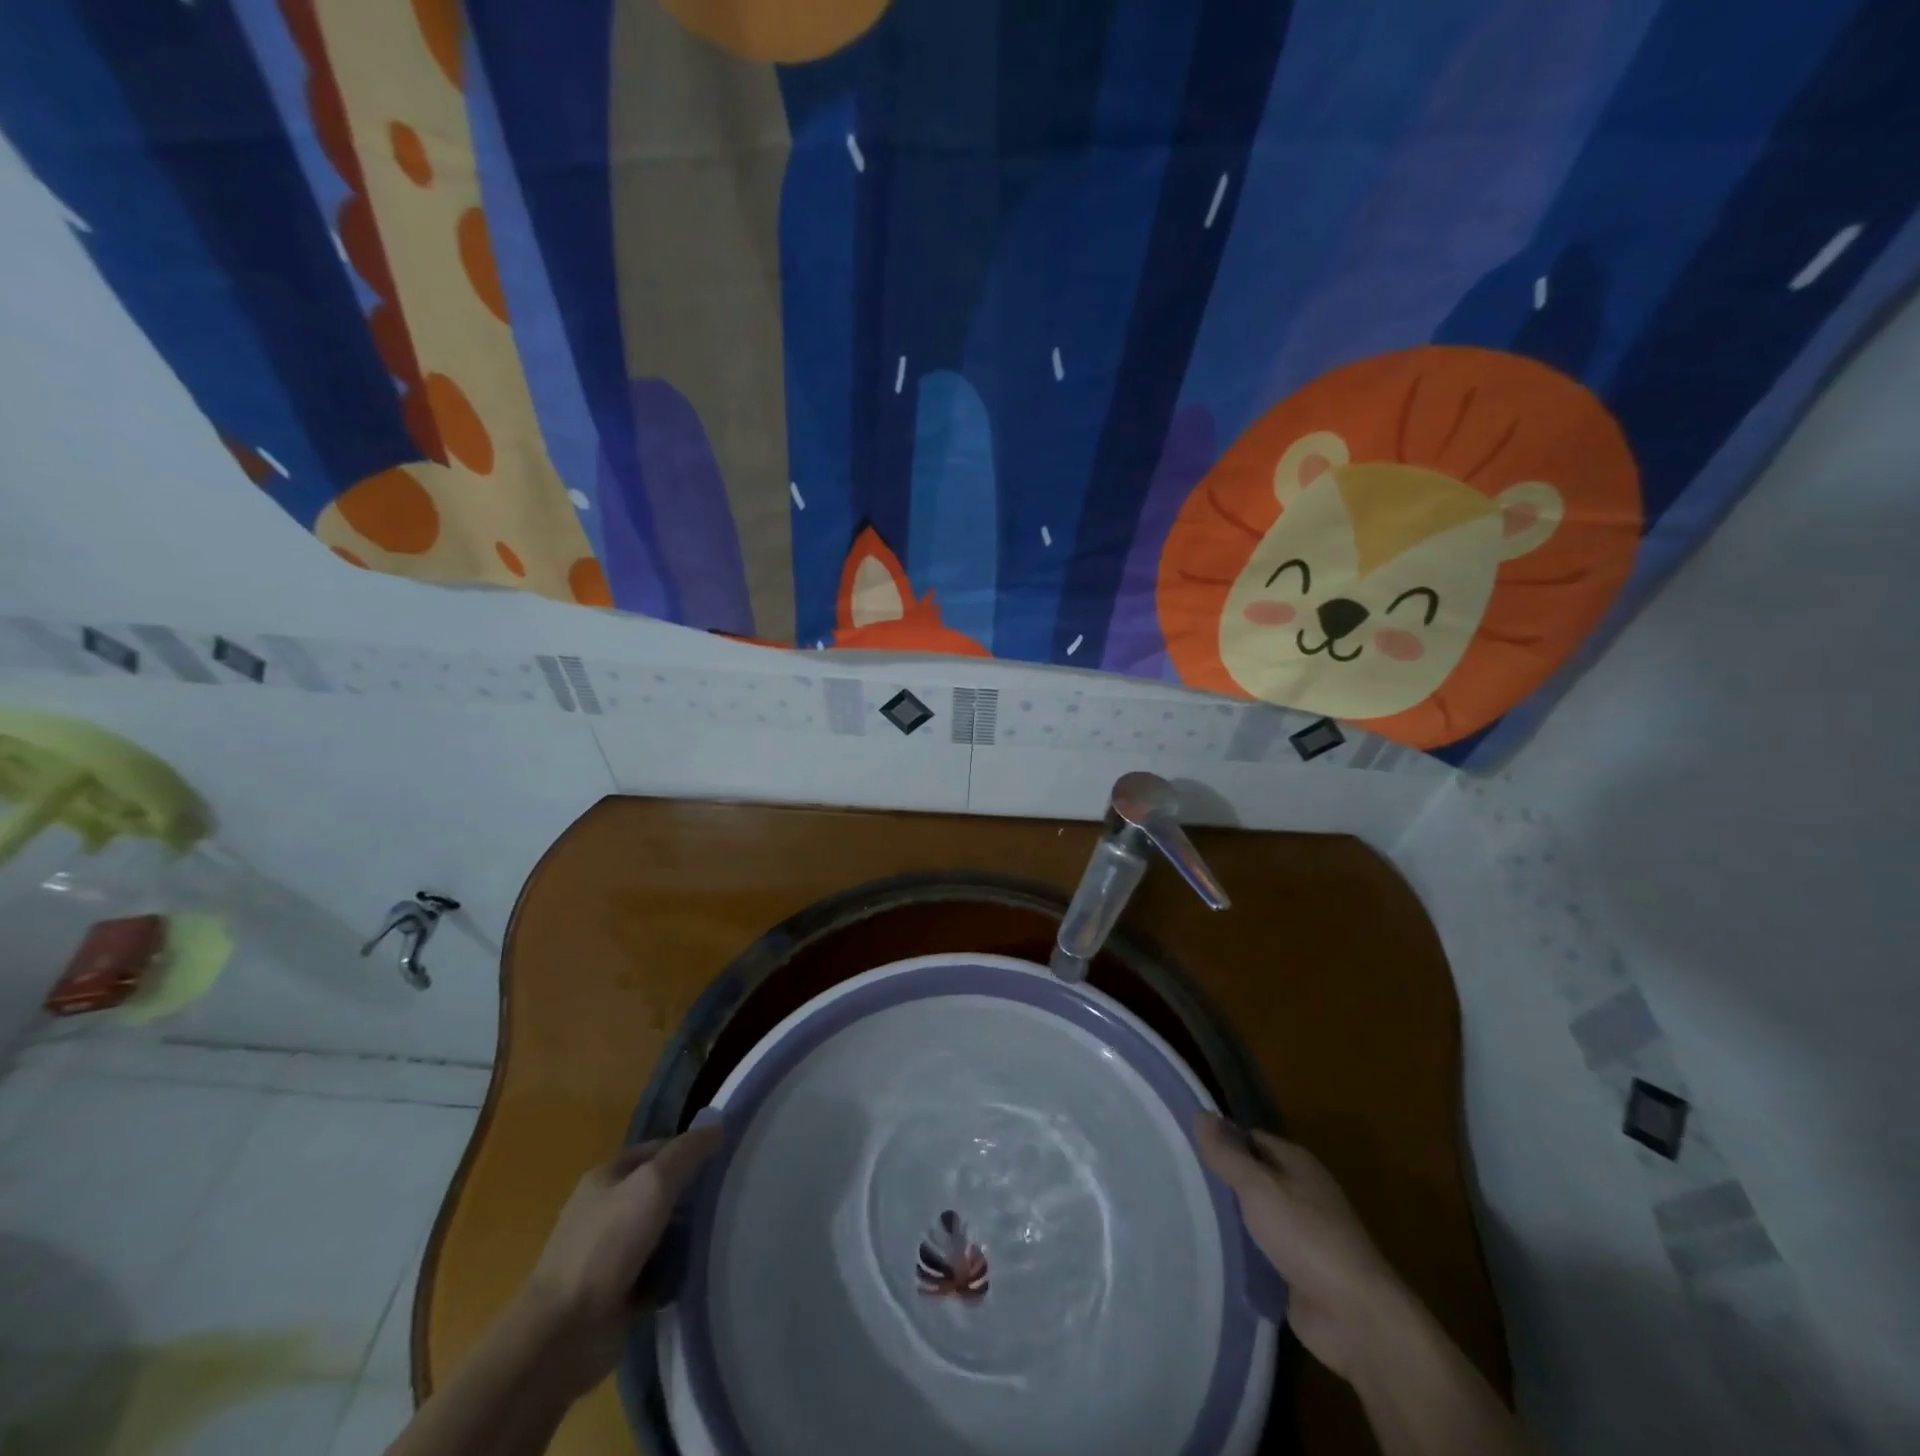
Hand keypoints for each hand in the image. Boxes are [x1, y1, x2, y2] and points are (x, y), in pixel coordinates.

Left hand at [516, 1122, 723, 1397]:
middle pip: (661, 1190)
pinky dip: (676, 1270)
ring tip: (722, 1235)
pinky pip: (658, 1270)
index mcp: (607, 1177)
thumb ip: (687, 1152)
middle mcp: (606, 1210)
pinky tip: (699, 1270)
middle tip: (730, 1199)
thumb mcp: (653, 1184)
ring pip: (662, 1231)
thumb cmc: (607, 1246)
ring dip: (687, 1235)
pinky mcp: (618, 1292)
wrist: (562, 1336)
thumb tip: (720, 1126)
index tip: (726, 1160)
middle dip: (692, 1195)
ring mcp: (610, 1253)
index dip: (691, 1150)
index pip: (659, 1149)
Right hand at [1195, 1113, 1406, 1377]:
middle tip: (1178, 1183)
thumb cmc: (1307, 1238)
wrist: (1356, 1318)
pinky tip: (1210, 1252)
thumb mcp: (1258, 1188)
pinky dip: (1240, 1252)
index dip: (1220, 1141)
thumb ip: (1227, 1154)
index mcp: (1296, 1162)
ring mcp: (1301, 1234)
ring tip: (1184, 1216)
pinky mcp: (1297, 1271)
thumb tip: (1200, 1113)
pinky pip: (1259, 1251)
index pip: (1249, 1138)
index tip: (1184, 1150)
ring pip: (1253, 1216)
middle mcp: (1300, 1191)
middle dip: (1220, 1181)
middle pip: (1251, 1176)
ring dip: (1228, 1219)